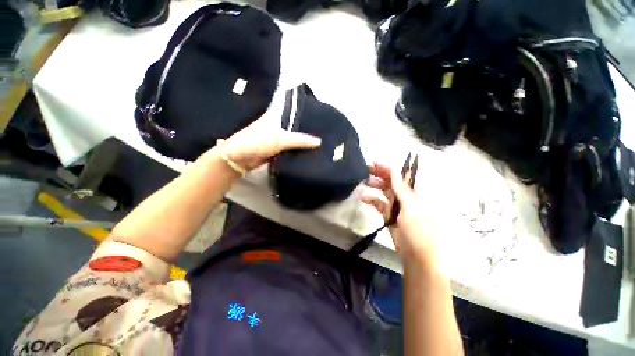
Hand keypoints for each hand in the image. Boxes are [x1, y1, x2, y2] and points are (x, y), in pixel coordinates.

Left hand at [218, 114, 321, 171]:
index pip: (295, 109)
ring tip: (324, 141)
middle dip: (310, 127)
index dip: (308, 111)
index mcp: (277, 115)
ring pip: (295, 137)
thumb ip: (299, 140)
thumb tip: (319, 142)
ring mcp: (278, 137)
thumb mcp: (278, 139)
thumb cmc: (256, 143)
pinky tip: (311, 151)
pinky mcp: (278, 149)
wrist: (239, 159)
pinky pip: (292, 148)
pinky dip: (300, 150)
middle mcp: (278, 124)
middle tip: (327, 130)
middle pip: (297, 124)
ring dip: (305, 140)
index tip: (323, 114)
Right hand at [362, 163, 437, 264]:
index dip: (389, 168)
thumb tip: (395, 171)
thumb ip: (402, 189)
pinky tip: (363, 198)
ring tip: (364, 182)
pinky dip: (371, 199)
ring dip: (375, 186)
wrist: (415, 255)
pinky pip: (379, 203)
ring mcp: (396, 206)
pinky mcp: (388, 214)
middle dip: (380, 174)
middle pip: (392, 182)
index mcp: (414, 194)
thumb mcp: (411, 208)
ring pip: (384, 191)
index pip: (401, 176)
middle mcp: (405, 197)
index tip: (375, 163)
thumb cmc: (417, 231)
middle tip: (366, 169)